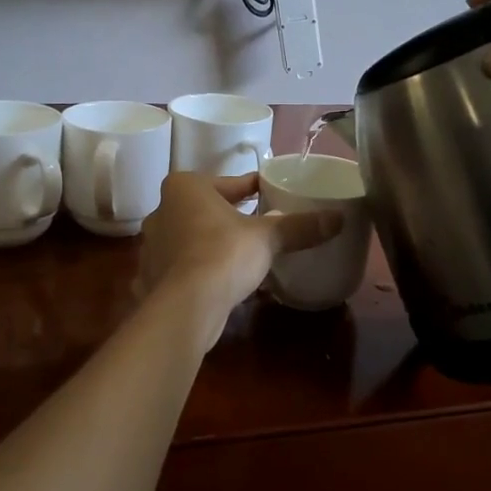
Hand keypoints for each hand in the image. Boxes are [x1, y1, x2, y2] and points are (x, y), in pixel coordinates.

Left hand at [140, 173, 342, 348]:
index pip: (230, 183)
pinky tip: (220, 282)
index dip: (254, 189)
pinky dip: (200, 271)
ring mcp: (152, 246)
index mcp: (185, 187)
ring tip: (244, 256)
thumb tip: (339, 218)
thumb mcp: (267, 238)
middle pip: (207, 209)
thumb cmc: (224, 254)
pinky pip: (183, 267)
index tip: (273, 195)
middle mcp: (162, 210)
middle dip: (231, 217)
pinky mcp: (152, 277)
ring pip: (192, 239)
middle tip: (262, 226)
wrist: (186, 307)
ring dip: (214, 245)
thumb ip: (300, 226)